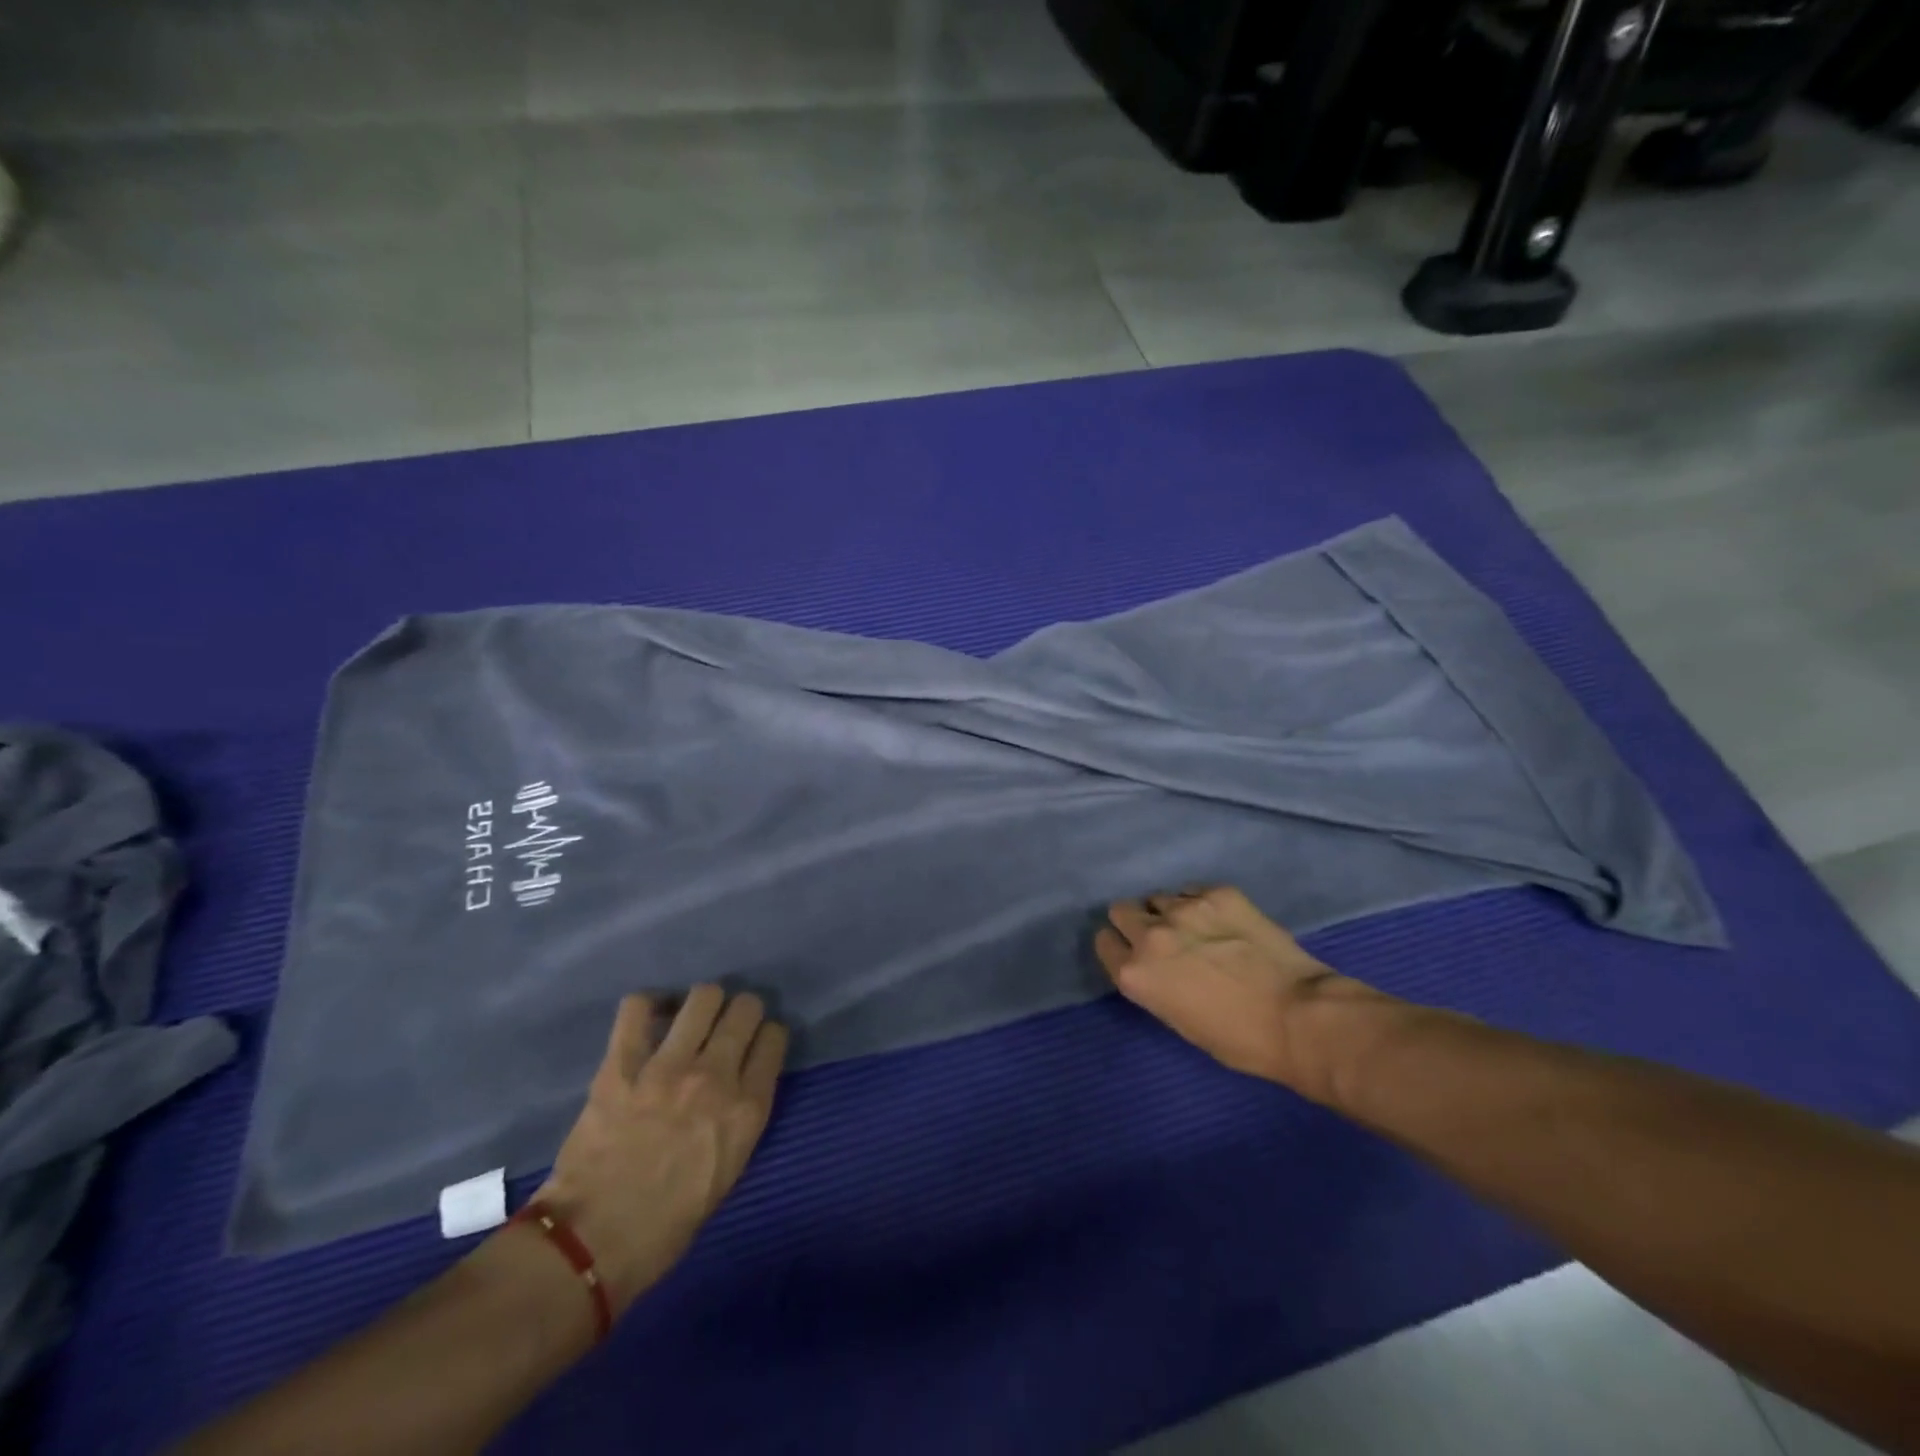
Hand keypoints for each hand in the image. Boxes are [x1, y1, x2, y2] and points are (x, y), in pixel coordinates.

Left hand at [530, 987, 786, 1314]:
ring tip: (690, 1018)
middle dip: (742, 1011)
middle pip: (745, 1008)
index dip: (767, 1036)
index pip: (774, 1038)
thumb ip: (739, 1118)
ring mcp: (668, 1066)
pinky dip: (646, 1006)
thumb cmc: (666, 1225)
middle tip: (726, 1026)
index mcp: (747, 1109)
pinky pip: (637, 1008)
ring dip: (703, 1003)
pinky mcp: (622, 1064)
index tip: (756, 1044)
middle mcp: (716, 1076)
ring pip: (703, 997)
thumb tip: (737, 1085)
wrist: (592, 1244)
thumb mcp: (728, 1171)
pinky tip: (648, 1018)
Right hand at [1096, 886, 1361, 1089]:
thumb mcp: (1180, 1021)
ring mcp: (1184, 908)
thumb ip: (1156, 985)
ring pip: (1158, 897)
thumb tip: (1160, 966)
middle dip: (1136, 921)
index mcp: (1135, 974)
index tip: (1133, 952)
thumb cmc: (1240, 1040)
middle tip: (1163, 938)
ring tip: (1198, 929)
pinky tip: (1223, 921)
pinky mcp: (1218, 893)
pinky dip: (1201, 903)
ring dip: (1169, 912)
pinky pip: (1193, 890)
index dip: (1118, 947)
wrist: (1301, 1017)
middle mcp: (1150, 935)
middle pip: (1121, 910)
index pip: (1104, 943)